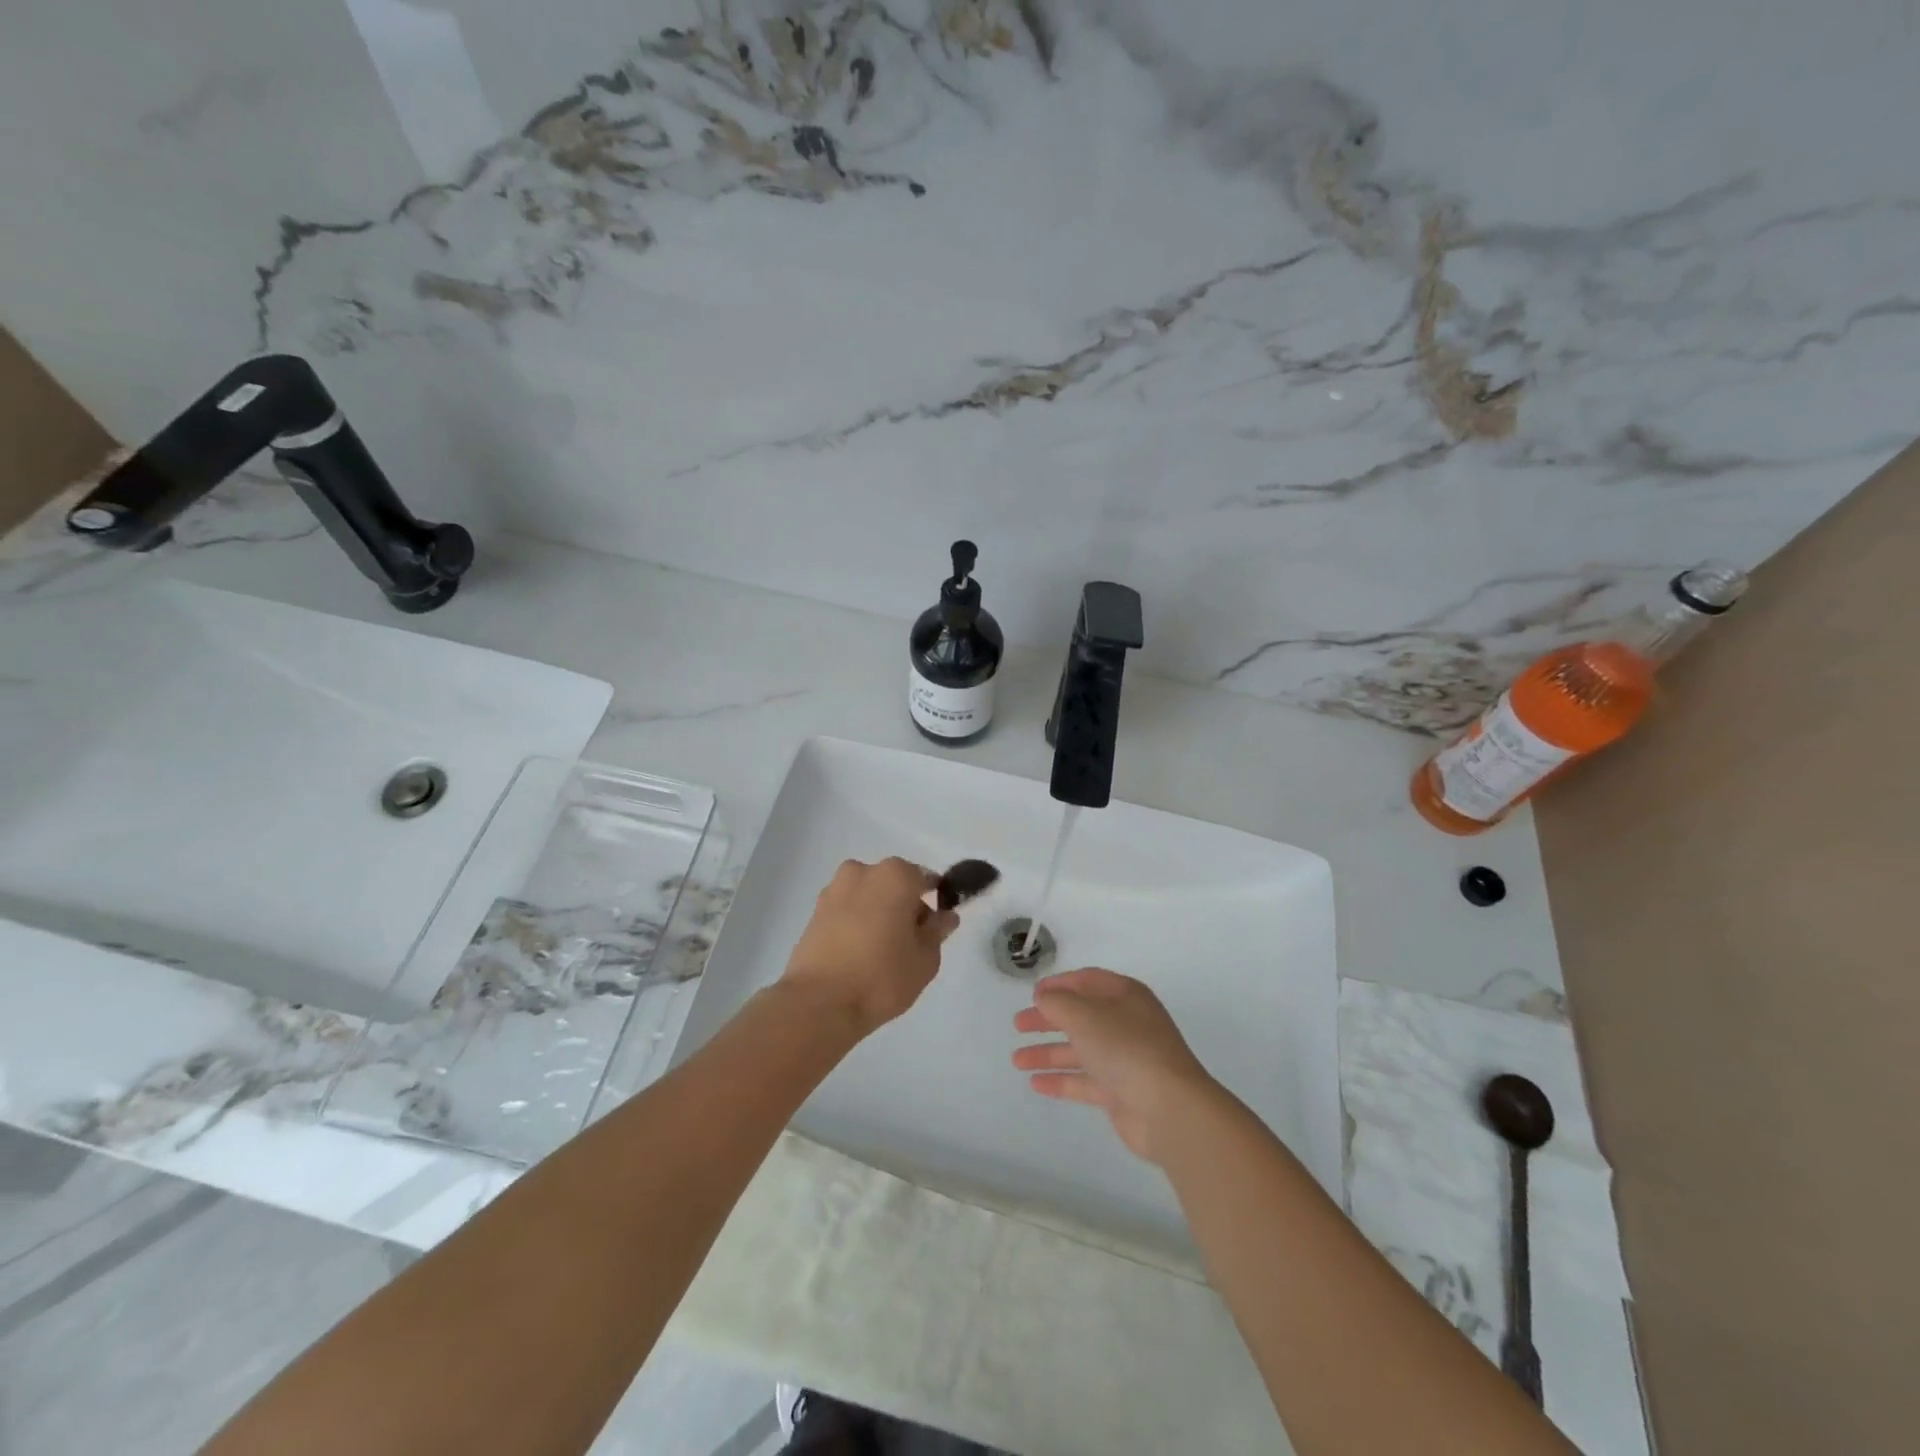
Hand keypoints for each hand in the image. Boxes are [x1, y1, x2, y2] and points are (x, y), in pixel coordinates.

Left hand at [782, 858, 957, 1037]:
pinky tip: (858, 954)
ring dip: (877, 913)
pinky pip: (846, 911)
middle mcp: (863, 872)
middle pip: (894, 884)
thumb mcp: (926, 959)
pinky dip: (855, 923)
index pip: (926, 880)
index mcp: (896, 875)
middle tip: (909, 943)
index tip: (936, 928)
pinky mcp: (814, 912)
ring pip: (868, 896)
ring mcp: (834, 889)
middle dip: (904, 906)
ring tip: (881, 952)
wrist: (820, 1003)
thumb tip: (944, 916)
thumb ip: (937, 931)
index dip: (935, 902)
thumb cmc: (882, 976)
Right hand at [1011, 968, 1217, 1163]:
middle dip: (1048, 1019)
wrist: (1169, 1109)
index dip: (1059, 984)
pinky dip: (1061, 1079)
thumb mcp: (1085, 1015)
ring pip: (1080, 1050)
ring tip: (1016, 1060)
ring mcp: (1124, 1059)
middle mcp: (1126, 1023)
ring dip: (1048, 1052)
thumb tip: (1044, 998)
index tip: (1032, 993)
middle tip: (1018, 1025)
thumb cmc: (1126, 1048)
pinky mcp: (1121, 1092)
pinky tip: (1035, 1083)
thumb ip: (1058, 1003)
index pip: (1087, 980)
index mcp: (1125, 996)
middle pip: (1080, 1015)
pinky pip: (1085, 1080)